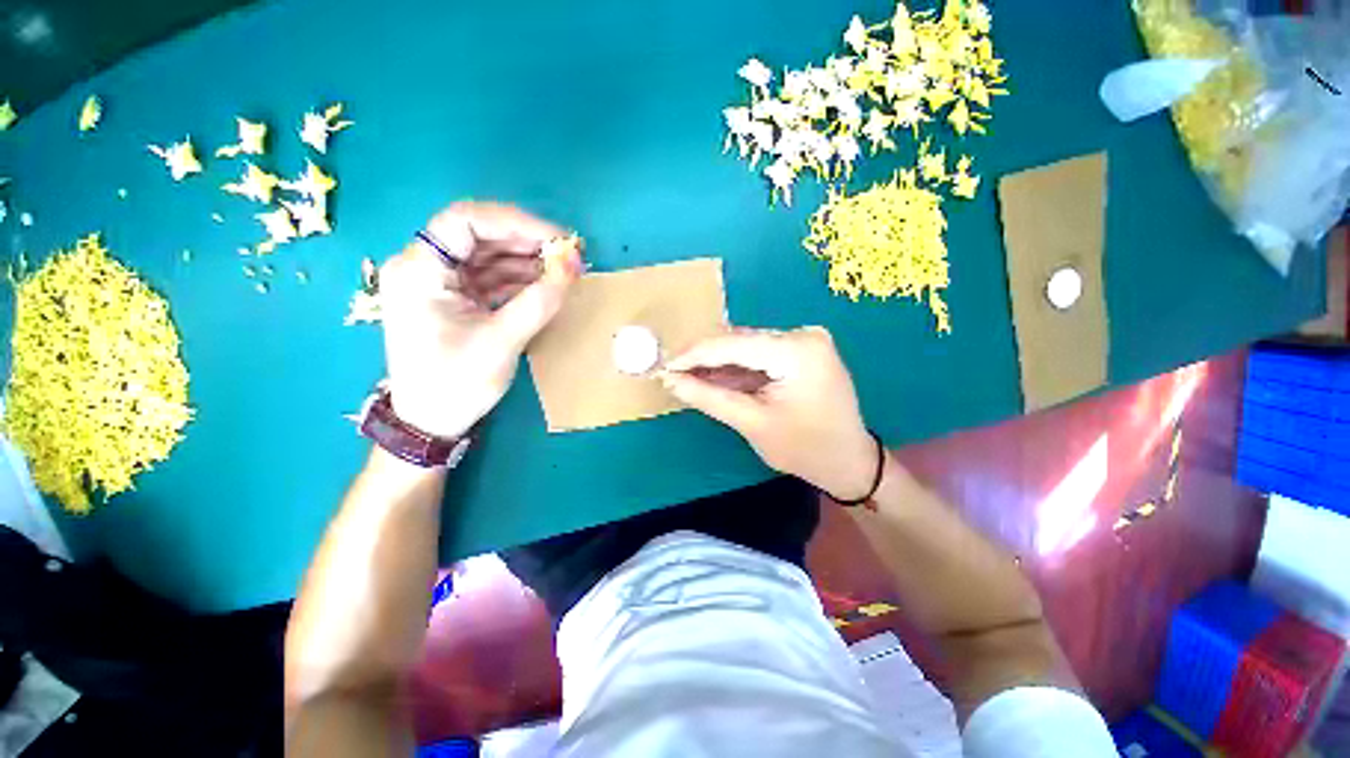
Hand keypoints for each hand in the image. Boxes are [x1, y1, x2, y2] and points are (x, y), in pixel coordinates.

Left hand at [377, 202, 582, 438]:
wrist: (431, 422)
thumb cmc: (456, 383)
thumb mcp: (503, 341)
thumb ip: (540, 300)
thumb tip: (575, 264)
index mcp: (419, 270)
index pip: (465, 220)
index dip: (515, 222)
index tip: (557, 239)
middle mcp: (424, 267)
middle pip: (478, 235)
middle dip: (525, 242)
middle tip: (567, 254)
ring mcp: (439, 283)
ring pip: (487, 256)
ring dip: (526, 261)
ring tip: (562, 271)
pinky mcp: (455, 299)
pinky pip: (490, 277)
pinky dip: (519, 279)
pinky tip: (545, 285)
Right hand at [661, 327, 877, 500]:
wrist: (849, 461)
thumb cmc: (805, 449)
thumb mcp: (751, 423)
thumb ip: (708, 397)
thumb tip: (670, 380)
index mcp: (796, 350)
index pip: (732, 344)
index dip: (693, 355)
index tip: (663, 366)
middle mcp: (802, 335)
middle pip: (739, 341)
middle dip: (703, 359)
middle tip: (672, 374)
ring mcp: (804, 340)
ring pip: (746, 347)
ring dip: (717, 363)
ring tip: (687, 377)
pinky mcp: (802, 350)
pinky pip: (759, 354)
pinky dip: (736, 368)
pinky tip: (714, 378)